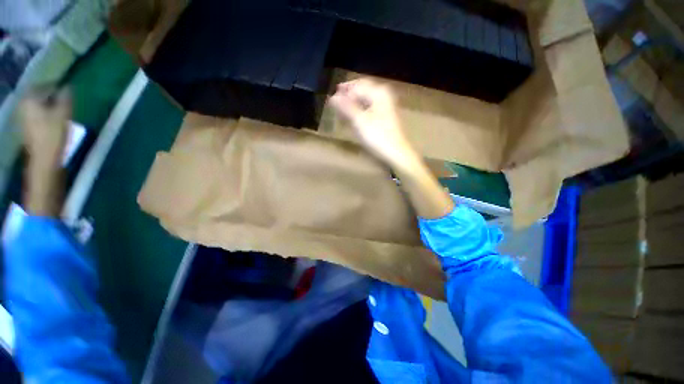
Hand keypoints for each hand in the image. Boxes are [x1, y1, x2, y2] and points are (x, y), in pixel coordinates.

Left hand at [20, 87, 70, 169]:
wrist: (44, 159)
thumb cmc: (53, 134)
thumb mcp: (63, 113)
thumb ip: (65, 98)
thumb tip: (68, 87)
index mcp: (29, 99)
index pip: (42, 85)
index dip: (54, 85)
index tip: (65, 87)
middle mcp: (22, 105)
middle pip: (37, 95)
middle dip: (49, 95)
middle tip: (62, 96)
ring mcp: (22, 118)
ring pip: (36, 105)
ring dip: (47, 104)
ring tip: (59, 107)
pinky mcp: (27, 127)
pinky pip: (35, 114)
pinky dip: (44, 113)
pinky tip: (52, 117)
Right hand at [330, 79, 418, 167]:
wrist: (395, 153)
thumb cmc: (377, 136)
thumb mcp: (359, 121)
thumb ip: (346, 107)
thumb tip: (332, 97)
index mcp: (378, 92)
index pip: (356, 86)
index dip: (343, 91)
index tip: (331, 100)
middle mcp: (383, 96)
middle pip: (361, 91)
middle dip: (348, 97)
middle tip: (335, 105)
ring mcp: (385, 107)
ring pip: (364, 101)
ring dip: (352, 105)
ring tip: (341, 113)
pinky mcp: (384, 118)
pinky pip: (368, 109)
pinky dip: (359, 112)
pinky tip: (352, 119)